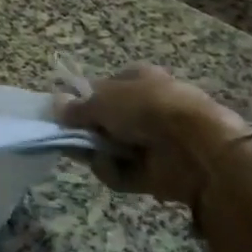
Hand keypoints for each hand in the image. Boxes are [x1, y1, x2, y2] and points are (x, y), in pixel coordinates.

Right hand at [58, 66, 251, 206]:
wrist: (195, 147)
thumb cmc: (147, 108)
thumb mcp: (103, 100)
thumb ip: (77, 107)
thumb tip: (55, 106)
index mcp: (139, 78)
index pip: (103, 87)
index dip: (83, 99)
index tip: (65, 113)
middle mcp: (147, 106)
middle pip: (106, 120)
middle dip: (89, 131)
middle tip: (71, 138)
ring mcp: (154, 140)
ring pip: (112, 147)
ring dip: (100, 153)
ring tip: (93, 154)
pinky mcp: (158, 170)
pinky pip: (125, 172)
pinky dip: (115, 173)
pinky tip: (112, 168)